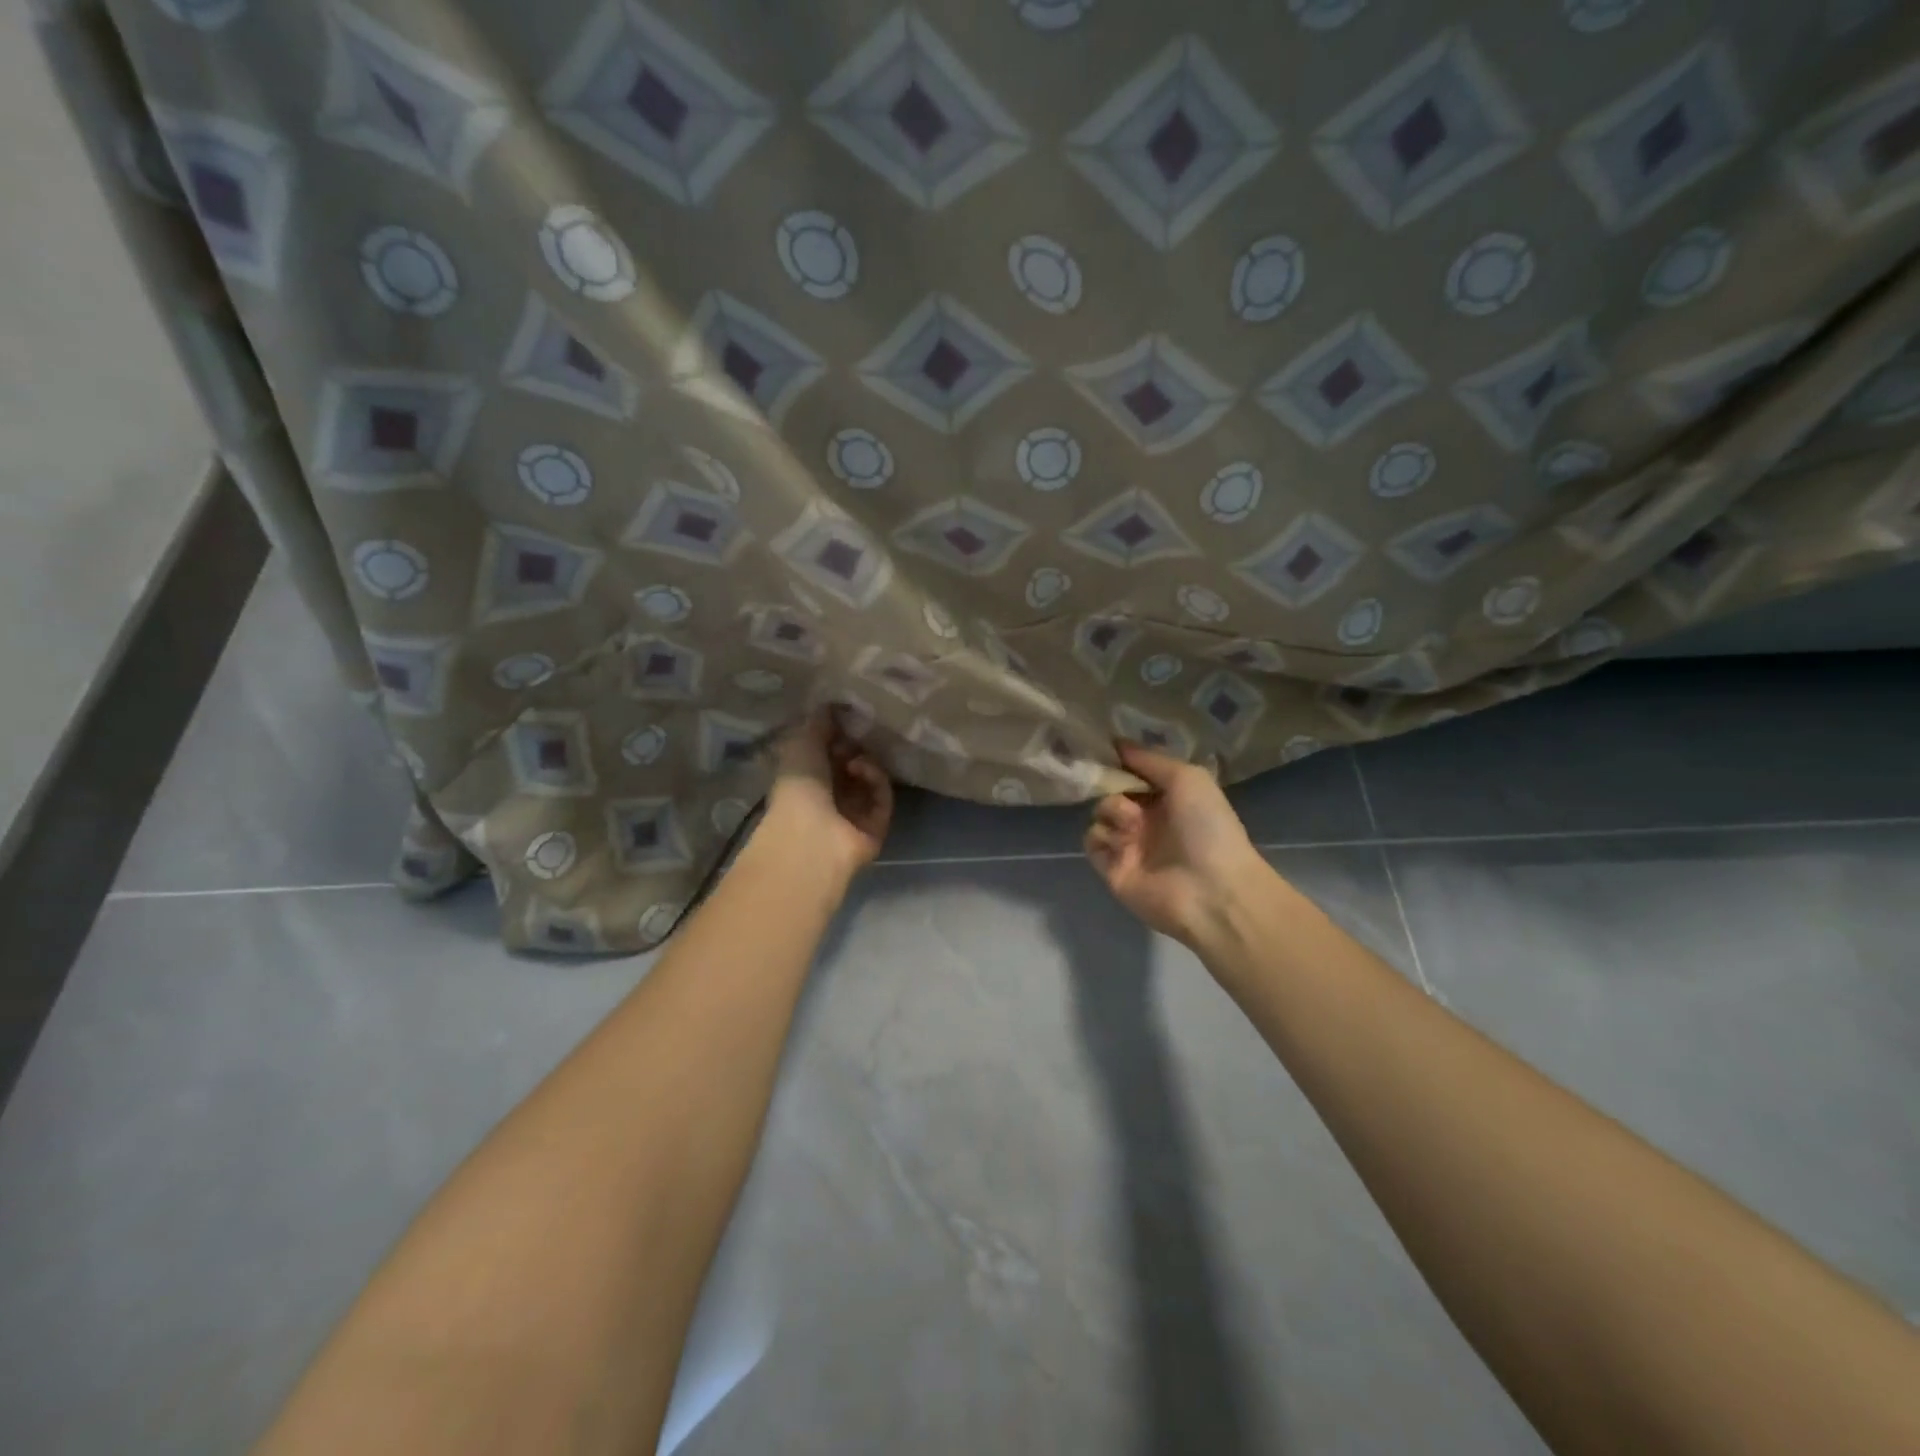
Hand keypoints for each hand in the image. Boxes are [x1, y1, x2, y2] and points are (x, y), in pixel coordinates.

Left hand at [765, 708, 893, 876]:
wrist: (810, 835)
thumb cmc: (797, 787)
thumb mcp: (802, 744)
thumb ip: (819, 722)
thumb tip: (831, 703)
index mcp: (805, 780)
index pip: (828, 753)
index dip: (837, 735)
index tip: (843, 718)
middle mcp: (830, 797)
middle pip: (853, 764)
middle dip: (855, 746)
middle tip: (853, 736)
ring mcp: (854, 813)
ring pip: (871, 779)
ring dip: (866, 761)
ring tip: (854, 758)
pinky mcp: (877, 825)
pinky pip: (883, 796)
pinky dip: (876, 779)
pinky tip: (862, 769)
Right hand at [1085, 742, 1270, 947]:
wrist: (1211, 890)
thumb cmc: (1207, 828)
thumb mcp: (1188, 778)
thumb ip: (1150, 759)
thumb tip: (1116, 743)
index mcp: (1169, 797)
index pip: (1134, 772)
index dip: (1121, 760)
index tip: (1105, 748)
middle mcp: (1147, 818)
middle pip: (1112, 789)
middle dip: (1110, 783)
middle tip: (1119, 788)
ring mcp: (1129, 843)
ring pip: (1099, 812)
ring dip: (1111, 811)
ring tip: (1132, 826)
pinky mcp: (1112, 868)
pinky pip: (1092, 840)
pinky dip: (1101, 836)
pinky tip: (1121, 842)